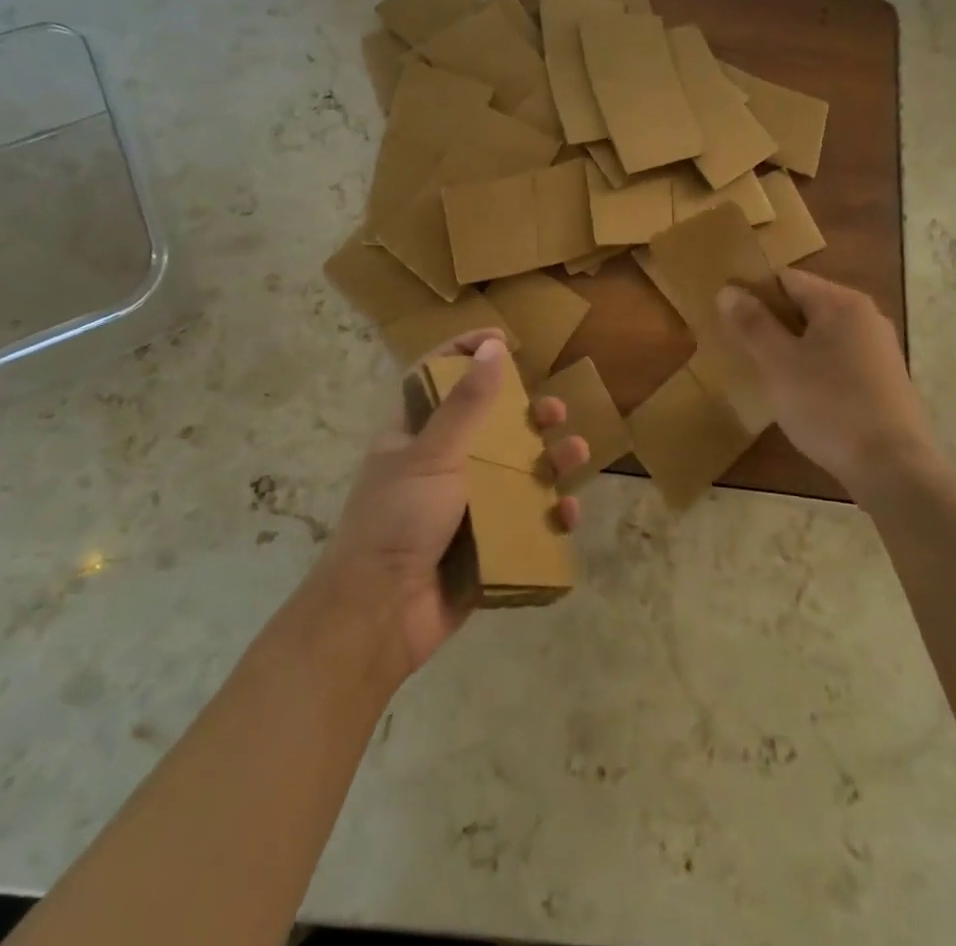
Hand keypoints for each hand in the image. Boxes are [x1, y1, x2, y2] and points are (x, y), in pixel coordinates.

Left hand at [317, 331, 589, 676]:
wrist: (379, 617)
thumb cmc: (398, 520)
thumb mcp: (432, 455)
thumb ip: (466, 404)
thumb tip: (493, 348)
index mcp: (413, 437)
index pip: (438, 379)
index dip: (466, 353)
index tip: (503, 339)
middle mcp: (439, 466)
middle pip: (490, 428)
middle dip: (526, 415)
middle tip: (554, 410)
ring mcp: (463, 508)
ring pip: (514, 474)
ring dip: (548, 462)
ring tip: (576, 453)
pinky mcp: (483, 546)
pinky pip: (523, 523)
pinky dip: (548, 516)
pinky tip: (568, 513)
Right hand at [716, 270, 939, 501]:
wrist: (894, 468)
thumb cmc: (829, 407)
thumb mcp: (778, 363)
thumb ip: (752, 323)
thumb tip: (728, 289)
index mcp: (841, 302)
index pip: (785, 278)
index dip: (752, 293)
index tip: (728, 320)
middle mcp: (865, 316)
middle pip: (804, 304)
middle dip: (771, 322)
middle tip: (742, 349)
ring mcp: (879, 348)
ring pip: (821, 334)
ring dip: (792, 347)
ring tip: (766, 374)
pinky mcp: (884, 379)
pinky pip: (839, 359)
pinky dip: (815, 367)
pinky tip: (801, 396)